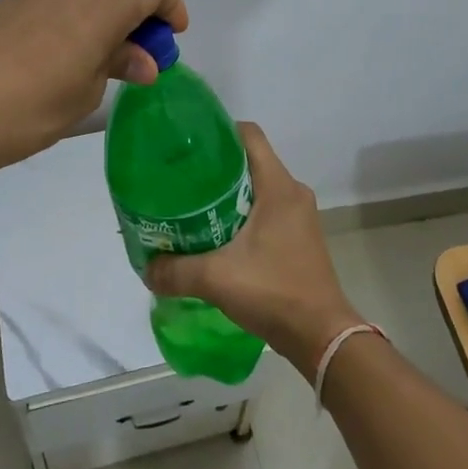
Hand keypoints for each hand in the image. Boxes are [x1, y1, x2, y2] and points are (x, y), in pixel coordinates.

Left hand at [0, 0, 188, 177]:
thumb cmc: (29, 109)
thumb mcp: (85, 93)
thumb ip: (118, 65)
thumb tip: (144, 60)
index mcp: (102, 3)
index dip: (170, 6)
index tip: (174, 34)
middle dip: (140, 0)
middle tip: (140, 41)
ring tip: (104, 35)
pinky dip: (76, 0)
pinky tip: (65, 38)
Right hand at [147, 123, 363, 379]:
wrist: (321, 336)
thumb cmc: (274, 291)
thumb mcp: (216, 278)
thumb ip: (176, 271)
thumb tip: (146, 268)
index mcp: (278, 186)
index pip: (249, 134)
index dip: (218, 131)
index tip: (188, 145)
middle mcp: (292, 192)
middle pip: (250, 160)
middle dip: (215, 165)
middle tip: (181, 178)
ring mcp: (299, 216)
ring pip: (258, 187)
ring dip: (228, 193)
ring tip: (193, 206)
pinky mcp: (299, 237)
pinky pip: (266, 210)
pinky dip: (242, 214)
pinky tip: (216, 235)